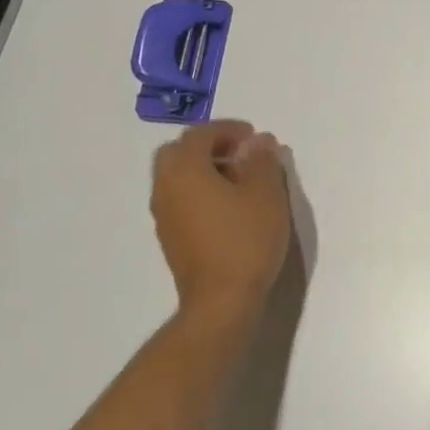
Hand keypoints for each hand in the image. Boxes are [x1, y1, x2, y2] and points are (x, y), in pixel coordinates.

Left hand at [150, 121, 291, 326]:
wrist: (221, 300)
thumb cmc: (246, 240)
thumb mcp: (266, 194)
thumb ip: (261, 161)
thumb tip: (257, 142)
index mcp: (185, 170)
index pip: (200, 134)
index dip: (227, 129)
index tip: (254, 137)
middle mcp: (166, 187)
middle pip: (178, 152)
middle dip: (208, 146)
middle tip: (241, 155)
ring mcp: (163, 214)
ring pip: (176, 176)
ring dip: (203, 169)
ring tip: (239, 181)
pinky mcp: (169, 236)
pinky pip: (179, 198)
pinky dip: (198, 190)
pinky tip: (227, 206)